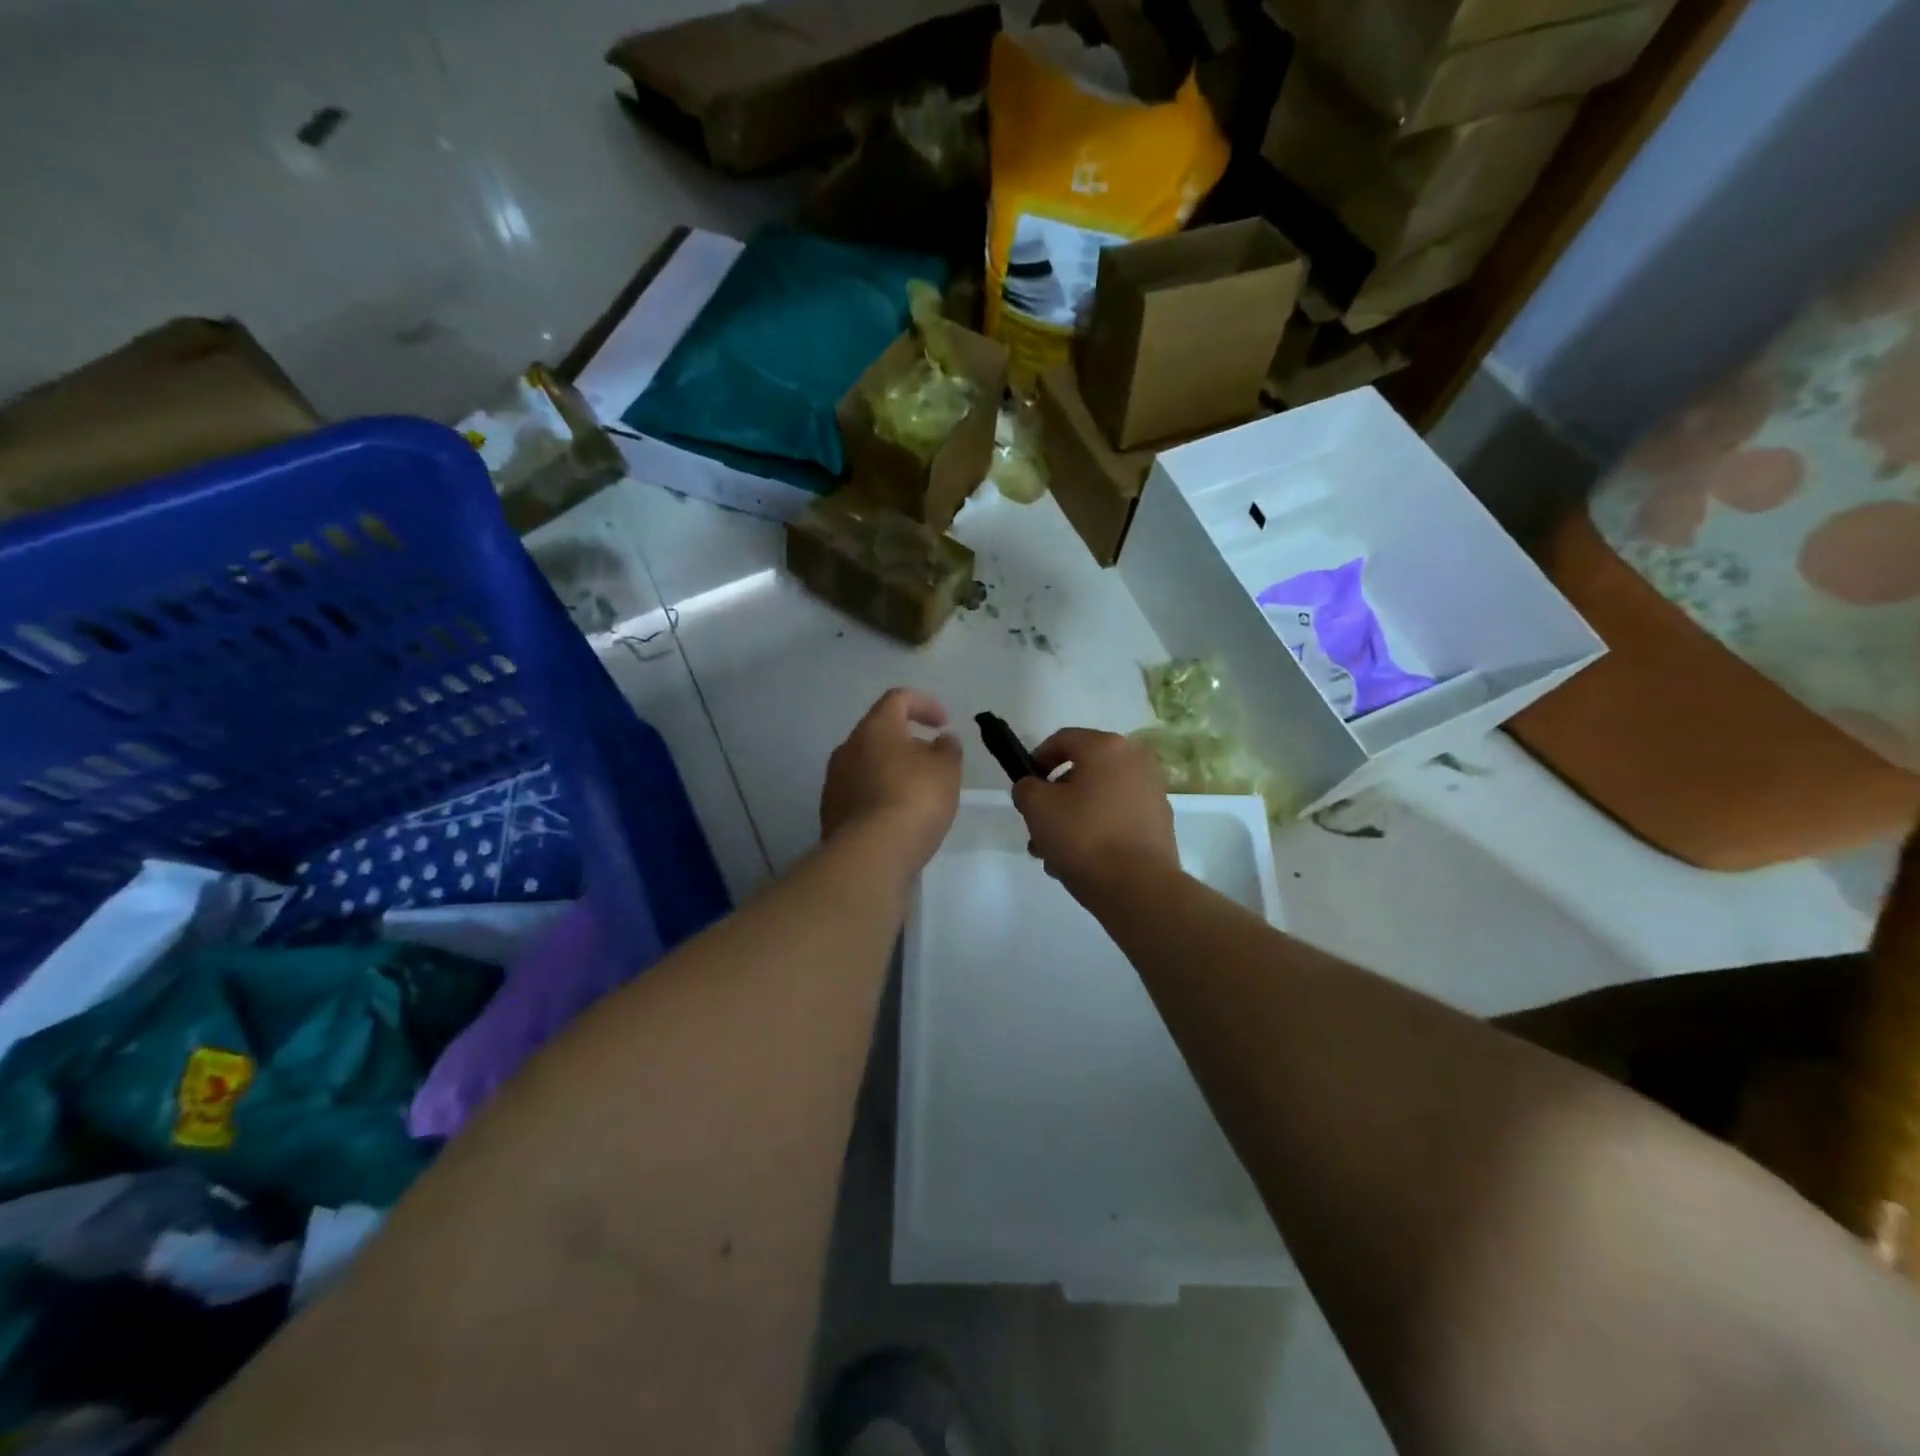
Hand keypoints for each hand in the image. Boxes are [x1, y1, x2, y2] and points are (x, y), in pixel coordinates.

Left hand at [820, 688, 962, 871]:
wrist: (870, 855)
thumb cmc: (914, 799)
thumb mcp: (946, 769)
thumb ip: (947, 749)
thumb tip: (942, 740)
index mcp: (874, 728)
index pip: (897, 699)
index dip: (924, 704)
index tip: (944, 724)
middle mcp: (847, 748)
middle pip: (878, 733)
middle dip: (907, 742)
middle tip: (932, 762)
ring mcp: (834, 782)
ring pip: (867, 765)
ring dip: (892, 771)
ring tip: (917, 793)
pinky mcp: (831, 813)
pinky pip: (860, 794)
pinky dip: (880, 797)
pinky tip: (898, 818)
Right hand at [1011, 728, 1177, 896]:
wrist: (1138, 887)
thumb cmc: (1084, 836)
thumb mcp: (1037, 807)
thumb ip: (1026, 788)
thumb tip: (1033, 788)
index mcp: (1106, 748)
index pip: (1062, 739)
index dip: (1036, 760)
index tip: (1026, 787)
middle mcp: (1135, 762)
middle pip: (1082, 772)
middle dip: (1054, 799)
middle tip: (1037, 828)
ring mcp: (1152, 794)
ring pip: (1098, 799)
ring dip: (1072, 820)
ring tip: (1054, 855)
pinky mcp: (1159, 824)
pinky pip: (1117, 819)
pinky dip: (1098, 832)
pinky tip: (1081, 862)